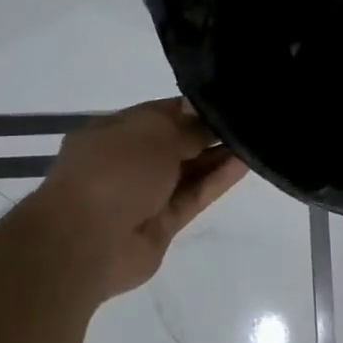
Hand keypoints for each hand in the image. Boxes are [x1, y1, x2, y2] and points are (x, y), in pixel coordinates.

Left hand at [23, 99, 247, 300]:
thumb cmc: (113, 172)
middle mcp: (129, 161)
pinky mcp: (164, 223)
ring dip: (219, 156)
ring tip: (254, 140)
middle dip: (210, 132)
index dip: (194, 108)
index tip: (228, 101)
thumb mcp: (155, 134)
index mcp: (114, 132)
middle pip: (178, 143)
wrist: (88, 241)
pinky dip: (217, 180)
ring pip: (190, 171)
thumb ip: (189, 127)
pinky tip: (245, 164)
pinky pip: (195, 196)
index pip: (161, 114)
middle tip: (249, 120)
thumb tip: (210, 118)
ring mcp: (146, 194)